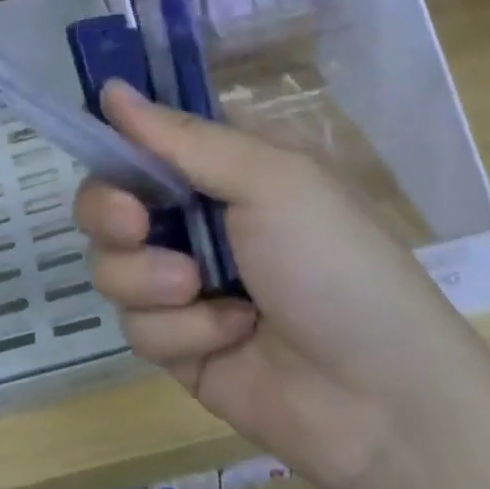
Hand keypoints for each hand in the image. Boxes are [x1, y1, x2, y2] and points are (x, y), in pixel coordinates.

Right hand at [76, 82, 489, 488]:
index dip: (116, 147)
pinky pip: (137, 325)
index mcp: (222, 169)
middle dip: (111, 215)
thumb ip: (182, 137)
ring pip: (111, 265)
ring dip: (150, 279)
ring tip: (200, 291)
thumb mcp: (270, 179)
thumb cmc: (333, 263)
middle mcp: (195, 219)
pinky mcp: (177, 342)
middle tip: (135, 225)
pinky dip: (181, 330)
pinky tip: (232, 336)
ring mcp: (182, 284)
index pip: (143, 142)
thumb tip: (110, 88)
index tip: (108, 156)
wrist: (381, 399)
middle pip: (108, 202)